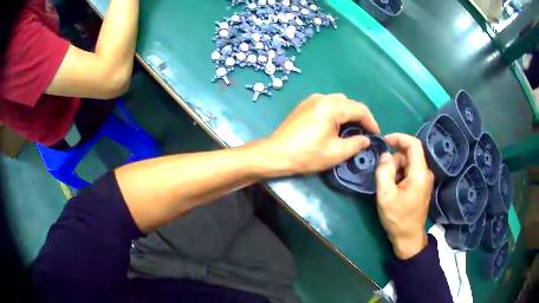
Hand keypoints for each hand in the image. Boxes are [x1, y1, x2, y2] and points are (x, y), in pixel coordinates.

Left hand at [260, 93, 379, 175]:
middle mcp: (323, 97)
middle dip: (360, 117)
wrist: (276, 154)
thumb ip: (356, 144)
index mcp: (332, 106)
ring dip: (348, 114)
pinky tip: (336, 125)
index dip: (371, 122)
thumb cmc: (307, 154)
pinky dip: (336, 112)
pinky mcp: (305, 105)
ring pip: (338, 102)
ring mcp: (312, 99)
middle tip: (365, 133)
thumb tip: (366, 139)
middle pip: (349, 103)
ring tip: (352, 130)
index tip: (377, 135)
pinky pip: (327, 104)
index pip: (360, 109)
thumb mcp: (336, 152)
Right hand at [375, 133, 433, 259]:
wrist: (409, 237)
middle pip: (409, 155)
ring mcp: (425, 179)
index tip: (385, 140)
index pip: (413, 144)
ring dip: (396, 170)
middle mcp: (425, 173)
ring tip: (389, 188)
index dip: (399, 138)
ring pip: (409, 163)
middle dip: (394, 160)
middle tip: (383, 177)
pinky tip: (395, 190)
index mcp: (419, 173)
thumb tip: (385, 155)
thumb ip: (384, 171)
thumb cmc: (397, 218)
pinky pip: (411, 171)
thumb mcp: (385, 195)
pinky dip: (401, 175)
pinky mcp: (422, 185)